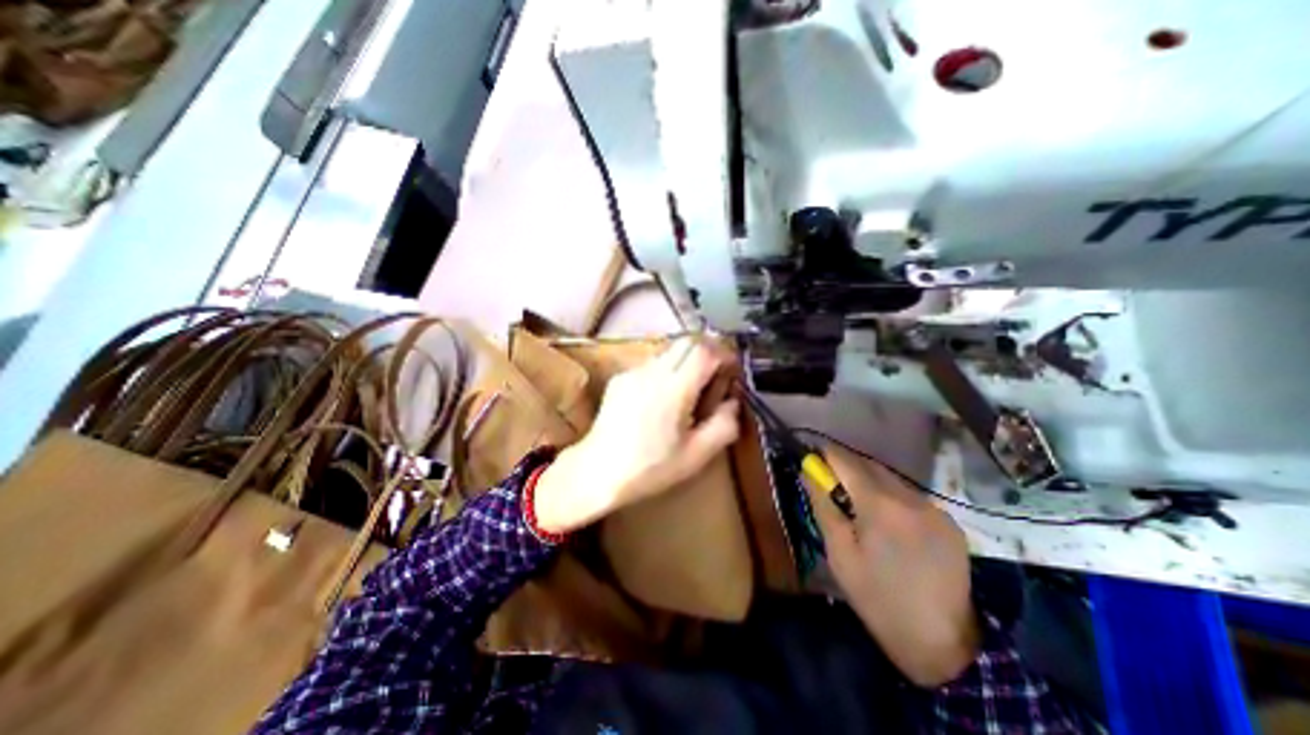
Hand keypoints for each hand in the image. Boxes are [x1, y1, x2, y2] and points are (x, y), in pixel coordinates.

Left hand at [529, 337, 735, 532]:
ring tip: (691, 389)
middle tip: (717, 374)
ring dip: (687, 359)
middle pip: (687, 342)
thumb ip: (724, 425)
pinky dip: (667, 370)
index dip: (724, 354)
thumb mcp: (697, 455)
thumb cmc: (650, 469)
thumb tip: (732, 401)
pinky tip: (663, 398)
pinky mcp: (620, 378)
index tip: (733, 369)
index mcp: (674, 389)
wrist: (597, 473)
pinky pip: (652, 363)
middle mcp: (652, 372)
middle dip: (709, 351)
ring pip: (669, 350)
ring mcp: (633, 372)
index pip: (704, 351)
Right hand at [809, 441, 981, 688]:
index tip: (812, 457)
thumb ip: (822, 505)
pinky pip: (911, 497)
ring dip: (870, 482)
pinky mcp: (951, 523)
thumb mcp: (839, 552)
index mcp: (879, 505)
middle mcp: (910, 497)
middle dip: (847, 467)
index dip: (826, 455)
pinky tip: (889, 523)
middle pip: (870, 465)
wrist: (942, 644)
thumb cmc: (876, 597)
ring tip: (858, 505)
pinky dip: (892, 498)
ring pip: (891, 479)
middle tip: (830, 484)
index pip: (846, 461)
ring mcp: (935, 509)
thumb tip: (807, 472)